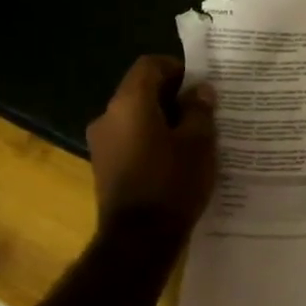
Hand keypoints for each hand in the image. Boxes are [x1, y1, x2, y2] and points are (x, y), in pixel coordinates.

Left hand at [86, 55, 217, 238]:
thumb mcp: (198, 143)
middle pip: (140, 92)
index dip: (176, 68)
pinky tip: (174, 160)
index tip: (201, 84)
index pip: (149, 65)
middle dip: (172, 96)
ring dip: (162, 121)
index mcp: (129, 103)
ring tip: (192, 138)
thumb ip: (199, 110)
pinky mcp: (104, 167)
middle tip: (203, 111)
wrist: (139, 239)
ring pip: (135, 118)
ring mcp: (101, 144)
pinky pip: (130, 141)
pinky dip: (151, 141)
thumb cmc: (172, 182)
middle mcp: (107, 116)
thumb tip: (200, 90)